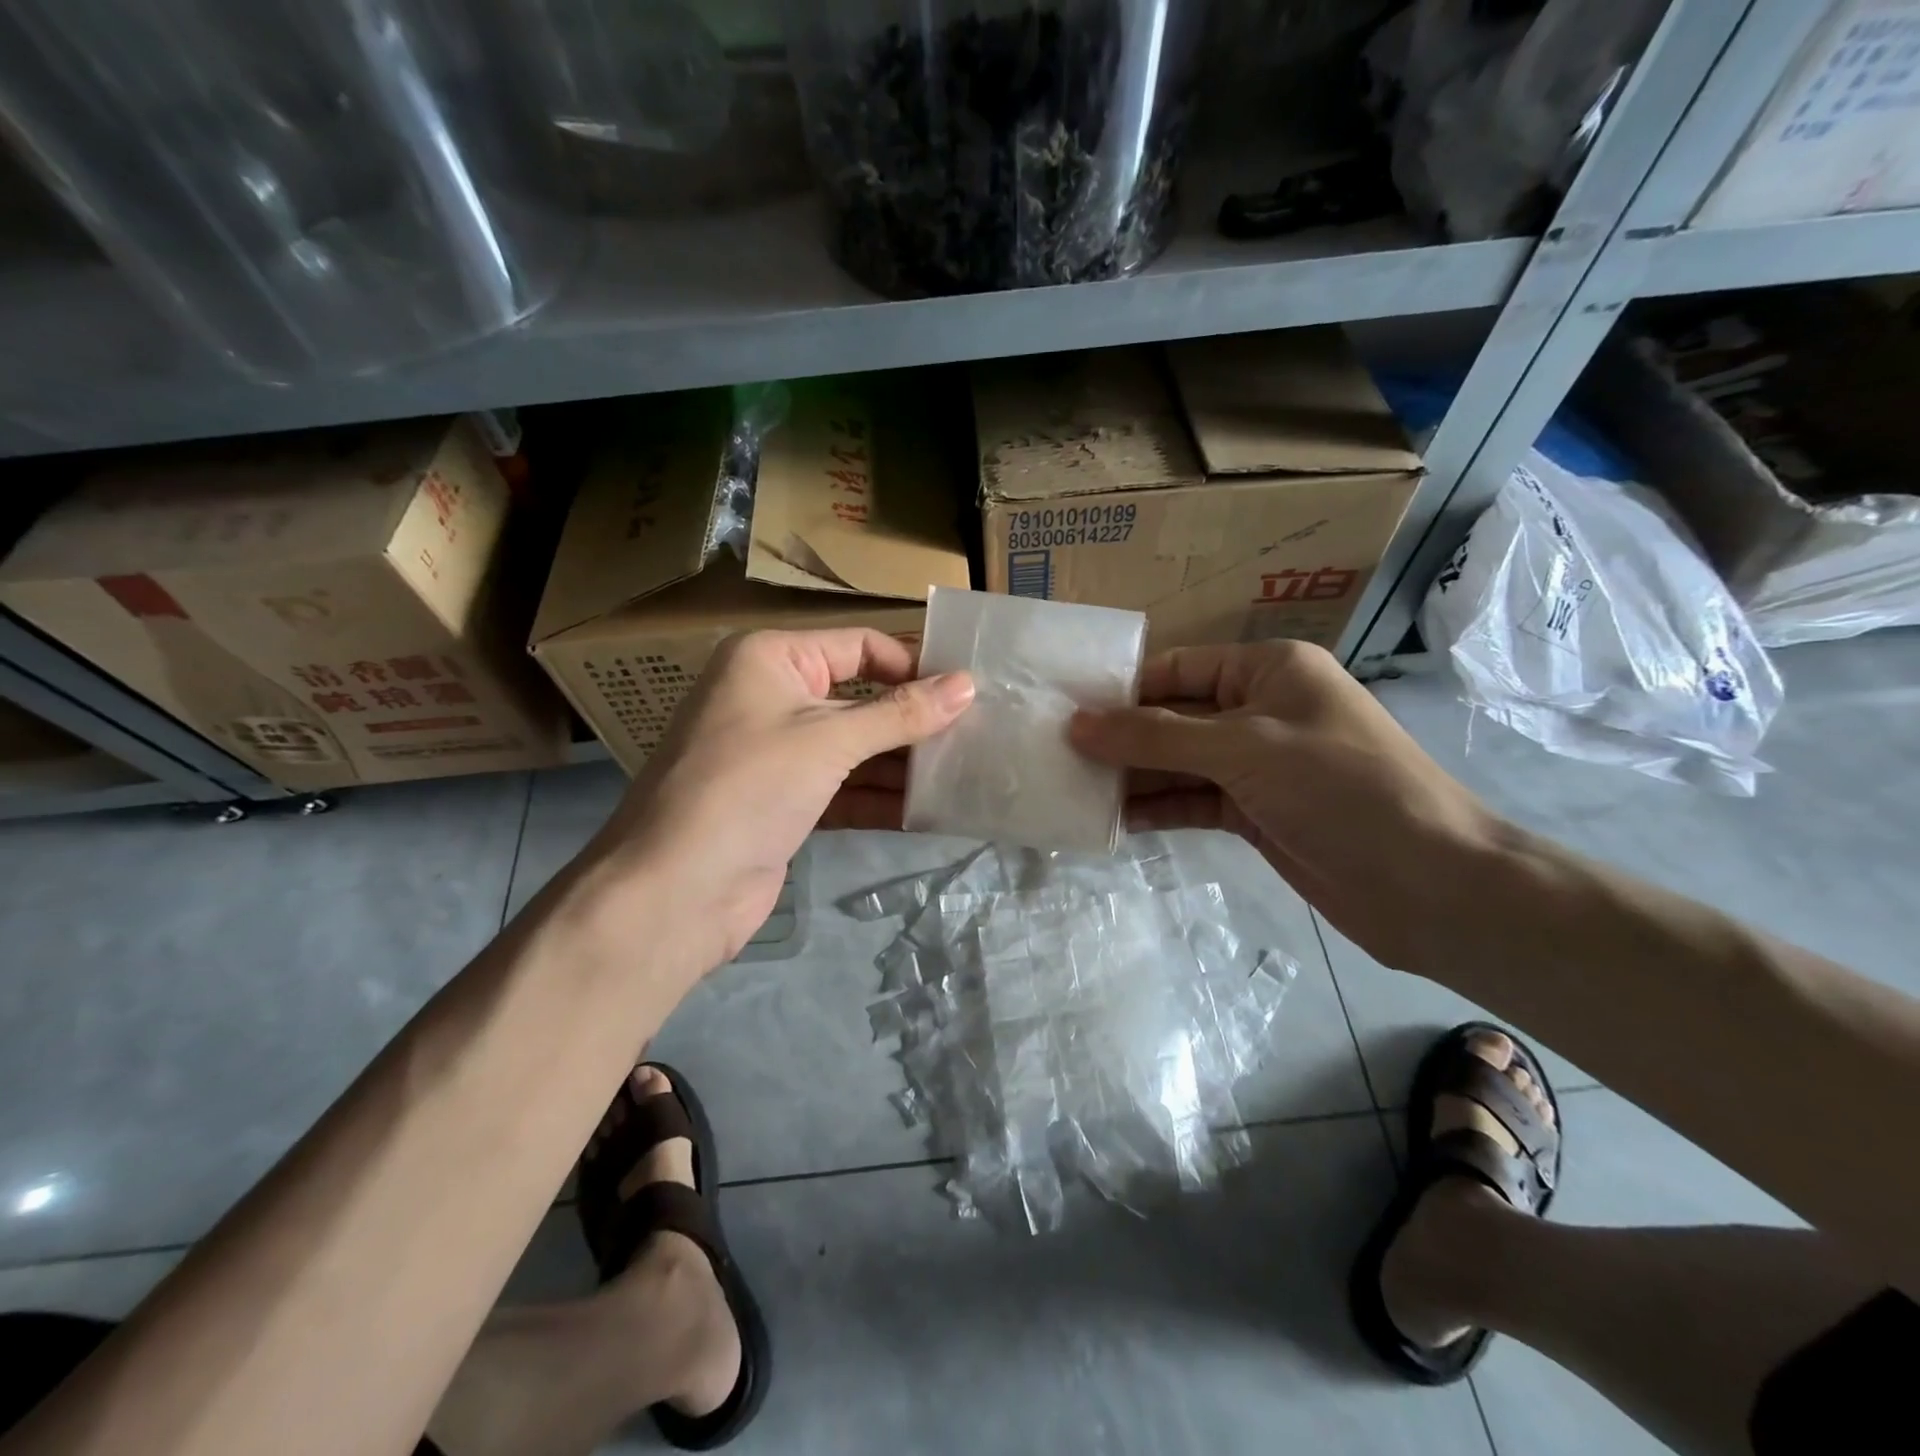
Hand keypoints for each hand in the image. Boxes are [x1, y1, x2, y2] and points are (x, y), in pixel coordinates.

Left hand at [587, 629, 973, 968]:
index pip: (859, 646)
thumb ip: (901, 714)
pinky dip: (879, 797)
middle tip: (976, 734)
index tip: (967, 691)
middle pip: (860, 698)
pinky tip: (928, 811)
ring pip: (854, 747)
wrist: (675, 890)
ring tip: (963, 773)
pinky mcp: (783, 801)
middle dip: (912, 720)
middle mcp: (771, 696)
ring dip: (901, 763)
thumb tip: (968, 685)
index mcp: (771, 659)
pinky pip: (843, 787)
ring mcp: (776, 752)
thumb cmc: (748, 787)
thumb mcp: (829, 741)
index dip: (913, 665)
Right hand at [1069, 641, 1510, 969]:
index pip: (1176, 668)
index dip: (1120, 689)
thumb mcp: (1243, 749)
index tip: (1062, 711)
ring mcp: (1258, 764)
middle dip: (1120, 737)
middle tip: (1056, 755)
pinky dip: (1159, 809)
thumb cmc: (1342, 790)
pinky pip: (1194, 800)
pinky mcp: (1256, 811)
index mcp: (1267, 670)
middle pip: (1172, 717)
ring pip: (1179, 762)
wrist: (1431, 887)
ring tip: (1074, 789)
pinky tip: (1116, 821)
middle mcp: (1259, 709)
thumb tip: (1077, 725)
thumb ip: (1155, 737)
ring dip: (1134, 777)